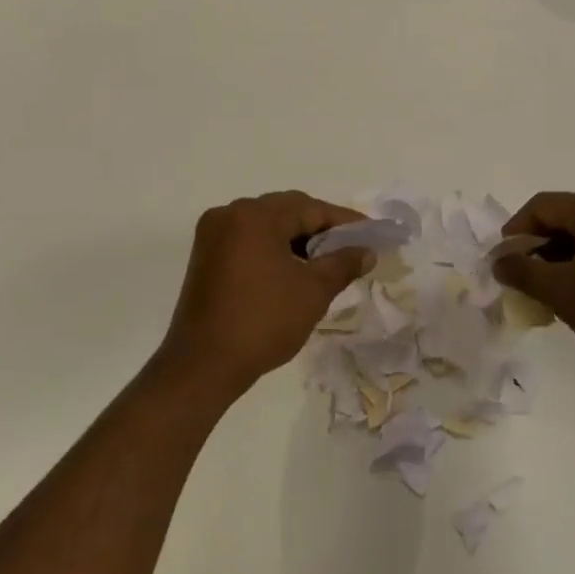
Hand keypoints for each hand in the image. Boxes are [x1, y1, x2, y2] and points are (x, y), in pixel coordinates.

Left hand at [158, 191, 373, 395]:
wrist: (203, 365)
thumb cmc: (263, 321)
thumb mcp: (313, 291)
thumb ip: (343, 264)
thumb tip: (366, 251)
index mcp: (255, 215)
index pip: (310, 208)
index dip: (344, 221)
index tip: (371, 234)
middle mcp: (230, 215)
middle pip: (286, 211)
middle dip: (320, 229)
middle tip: (351, 249)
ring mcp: (213, 236)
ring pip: (267, 227)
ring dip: (297, 240)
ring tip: (326, 263)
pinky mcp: (206, 257)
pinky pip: (249, 242)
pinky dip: (274, 250)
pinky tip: (294, 272)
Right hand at [492, 191, 574, 379]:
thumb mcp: (560, 292)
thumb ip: (522, 271)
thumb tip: (500, 261)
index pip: (544, 206)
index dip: (516, 230)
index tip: (504, 260)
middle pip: (569, 216)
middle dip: (542, 245)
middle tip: (528, 277)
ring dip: (567, 254)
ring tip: (556, 288)